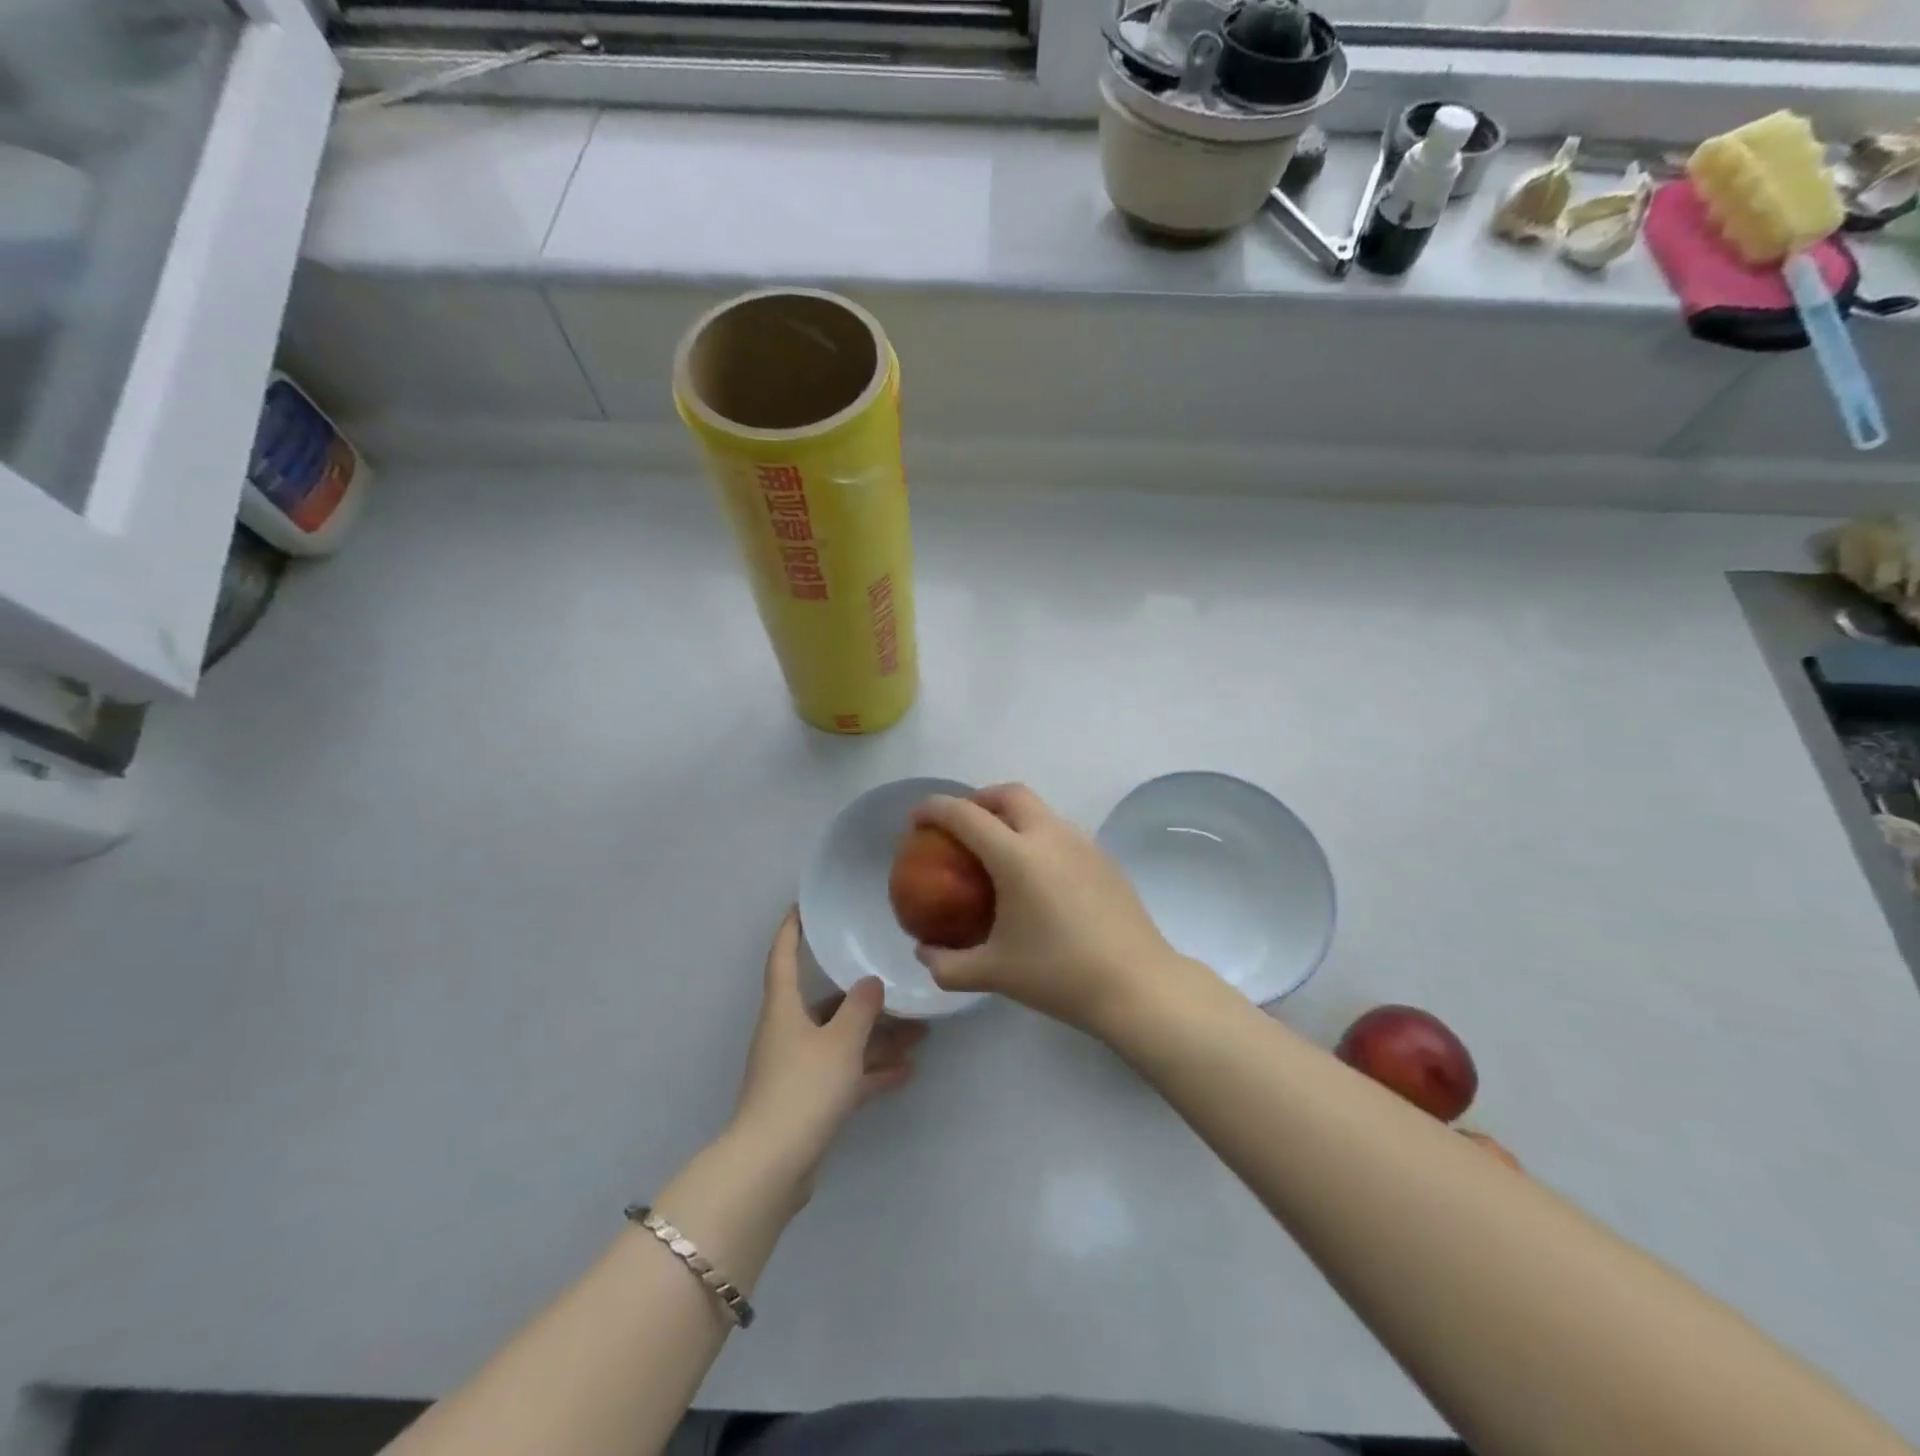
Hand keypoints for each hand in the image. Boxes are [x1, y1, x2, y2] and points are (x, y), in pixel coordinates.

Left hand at [732, 908, 926, 1190]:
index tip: (802, 908)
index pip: (783, 958)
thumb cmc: (802, 1088)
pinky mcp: (809, 1101)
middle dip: (863, 998)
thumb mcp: (840, 1042)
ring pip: (842, 1042)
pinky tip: (906, 1071)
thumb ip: (860, 1009)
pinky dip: (871, 1071)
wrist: (771, 1166)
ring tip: (920, 1032)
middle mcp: (788, 1033)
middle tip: (897, 984)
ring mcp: (798, 1069)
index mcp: (784, 1010)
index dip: (791, 931)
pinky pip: (845, 1075)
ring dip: (877, 1037)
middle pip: (826, 1005)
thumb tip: (870, 982)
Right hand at [911, 784, 1211, 1037]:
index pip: (966, 815)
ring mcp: (1082, 843)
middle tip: (962, 825)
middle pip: (1009, 793)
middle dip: (979, 798)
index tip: (917, 818)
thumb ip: (948, 964)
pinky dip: (1037, 835)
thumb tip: (923, 954)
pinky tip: (1038, 877)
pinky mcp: (1104, 857)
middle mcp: (1050, 836)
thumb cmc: (1059, 975)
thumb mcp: (994, 973)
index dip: (935, 809)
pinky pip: (1061, 831)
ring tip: (998, 850)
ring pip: (1040, 809)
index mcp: (1017, 856)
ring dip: (1012, 815)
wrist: (1137, 984)